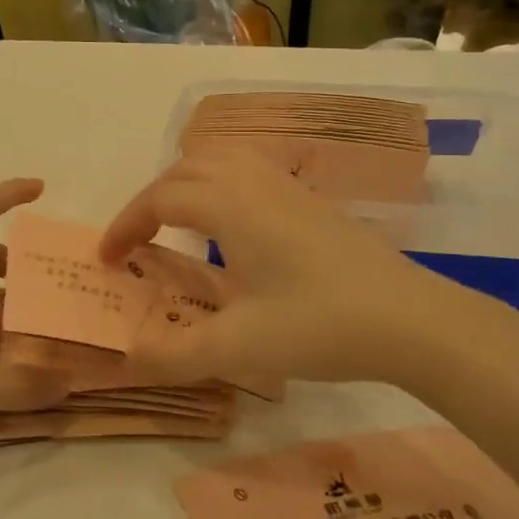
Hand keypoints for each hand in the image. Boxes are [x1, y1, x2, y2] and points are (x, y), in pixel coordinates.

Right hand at [98, 154, 496, 386]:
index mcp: (231, 207)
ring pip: (221, 159)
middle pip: (186, 169)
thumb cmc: (322, 326)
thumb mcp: (240, 348)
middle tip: (136, 243)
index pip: (160, 198)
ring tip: (175, 224)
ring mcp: (288, 187)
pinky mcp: (311, 201)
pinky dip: (220, 185)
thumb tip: (126, 358)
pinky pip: (250, 170)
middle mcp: (255, 183)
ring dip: (186, 184)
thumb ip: (175, 354)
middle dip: (150, 200)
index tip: (106, 260)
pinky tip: (232, 228)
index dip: (125, 224)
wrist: (413, 319)